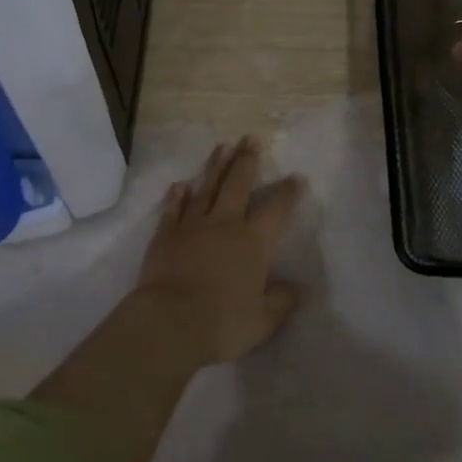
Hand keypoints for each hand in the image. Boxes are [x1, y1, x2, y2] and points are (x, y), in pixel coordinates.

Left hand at [135, 138, 306, 365]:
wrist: (169, 322)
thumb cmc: (222, 323)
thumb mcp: (262, 321)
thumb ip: (280, 301)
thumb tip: (296, 288)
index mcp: (253, 243)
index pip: (275, 210)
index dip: (287, 193)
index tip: (296, 177)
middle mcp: (224, 225)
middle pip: (238, 185)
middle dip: (246, 161)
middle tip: (250, 138)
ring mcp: (192, 226)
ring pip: (206, 189)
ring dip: (215, 167)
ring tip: (222, 147)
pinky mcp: (165, 235)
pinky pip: (173, 209)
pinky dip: (177, 196)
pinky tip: (180, 185)